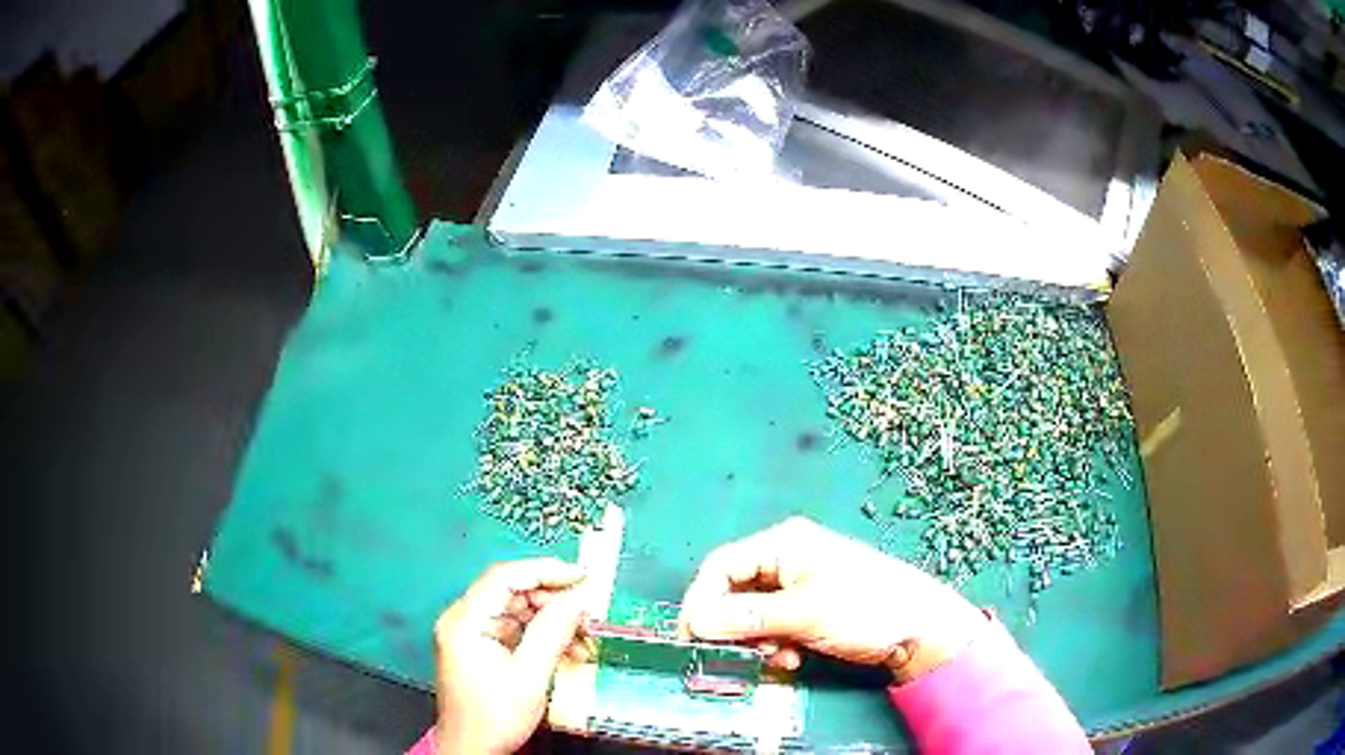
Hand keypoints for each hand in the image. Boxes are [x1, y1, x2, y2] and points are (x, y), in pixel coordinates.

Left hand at [433, 558, 588, 753]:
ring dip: (553, 621)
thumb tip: (578, 599)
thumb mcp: (529, 677)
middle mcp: (463, 620)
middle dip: (554, 601)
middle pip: (512, 592)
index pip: (504, 577)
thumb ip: (552, 633)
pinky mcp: (480, 647)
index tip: (581, 577)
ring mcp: (470, 633)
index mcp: (465, 622)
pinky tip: (568, 649)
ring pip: (517, 610)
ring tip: (585, 638)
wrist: (472, 749)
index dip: (545, 571)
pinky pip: (515, 629)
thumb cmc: (493, 718)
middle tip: (589, 612)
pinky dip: (542, 635)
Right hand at [679, 517, 986, 681]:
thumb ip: (746, 617)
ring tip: (777, 657)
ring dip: (757, 640)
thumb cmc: (864, 609)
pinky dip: (776, 644)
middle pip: (735, 592)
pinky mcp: (810, 609)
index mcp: (784, 545)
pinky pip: (774, 627)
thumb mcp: (803, 613)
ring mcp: (800, 585)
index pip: (721, 567)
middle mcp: (787, 559)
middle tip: (738, 654)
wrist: (920, 629)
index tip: (692, 636)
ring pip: (753, 615)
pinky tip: (792, 658)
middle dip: (734, 626)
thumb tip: (695, 621)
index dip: (701, 601)